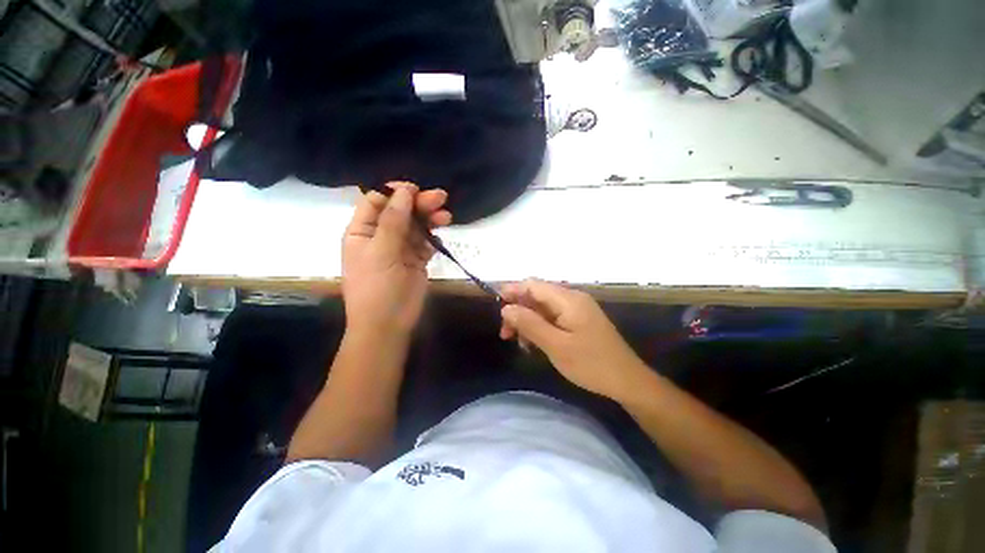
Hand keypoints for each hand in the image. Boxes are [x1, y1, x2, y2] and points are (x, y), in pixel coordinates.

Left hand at [342, 182, 451, 335]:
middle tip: (440, 197)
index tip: (414, 189)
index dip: (394, 193)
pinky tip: (443, 227)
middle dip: (418, 203)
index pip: (376, 202)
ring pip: (416, 225)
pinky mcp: (417, 258)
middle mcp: (381, 236)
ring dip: (430, 217)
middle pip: (400, 211)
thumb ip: (393, 221)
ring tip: (446, 214)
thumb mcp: (381, 252)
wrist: (388, 324)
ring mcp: (400, 248)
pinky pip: (426, 240)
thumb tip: (404, 192)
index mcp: (362, 231)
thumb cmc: (376, 288)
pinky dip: (434, 233)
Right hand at [499, 279, 647, 400]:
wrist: (627, 381)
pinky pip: (552, 318)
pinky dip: (540, 327)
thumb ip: (529, 324)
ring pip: (543, 308)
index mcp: (568, 299)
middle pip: (536, 296)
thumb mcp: (556, 345)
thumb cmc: (591, 364)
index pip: (533, 284)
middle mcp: (571, 298)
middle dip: (518, 311)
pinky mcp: (578, 320)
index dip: (512, 291)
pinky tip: (534, 344)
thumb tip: (506, 308)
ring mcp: (576, 309)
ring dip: (527, 321)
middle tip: (505, 333)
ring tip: (518, 342)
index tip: (496, 307)